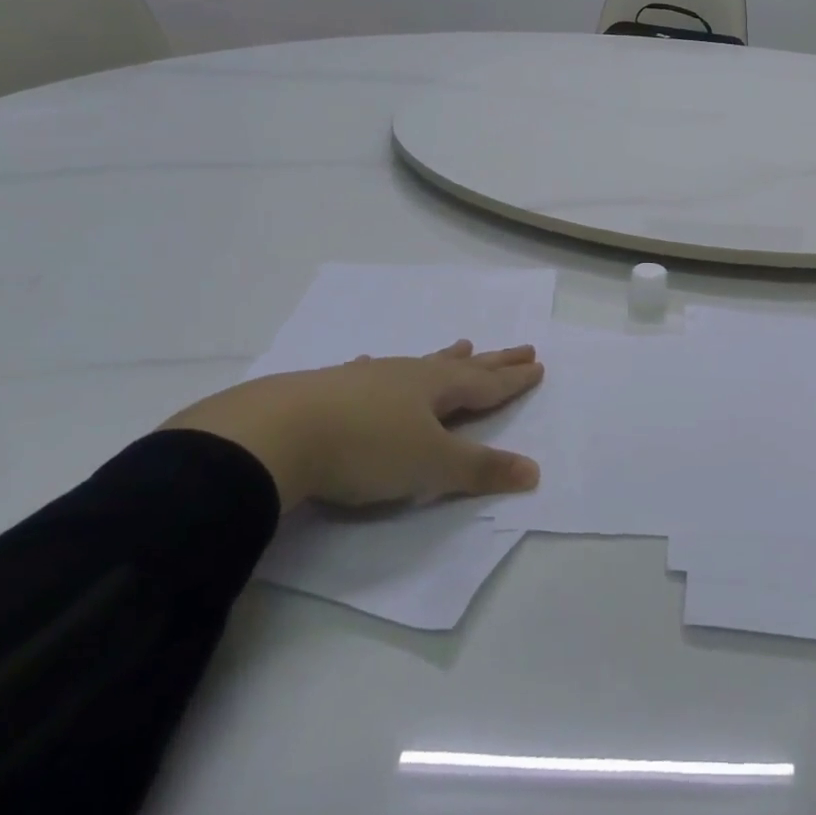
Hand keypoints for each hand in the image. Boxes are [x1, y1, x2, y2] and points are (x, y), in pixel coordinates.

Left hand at [161, 341, 543, 512]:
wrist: (277, 434)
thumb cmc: (366, 449)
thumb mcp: (431, 465)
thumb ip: (481, 469)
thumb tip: (534, 471)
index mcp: (436, 389)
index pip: (486, 384)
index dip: (513, 379)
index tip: (538, 364)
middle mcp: (408, 376)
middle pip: (461, 367)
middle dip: (494, 361)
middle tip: (521, 347)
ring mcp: (368, 379)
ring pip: (418, 364)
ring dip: (445, 357)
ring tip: (463, 343)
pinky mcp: (331, 389)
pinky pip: (369, 373)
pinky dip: (381, 369)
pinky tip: (372, 363)